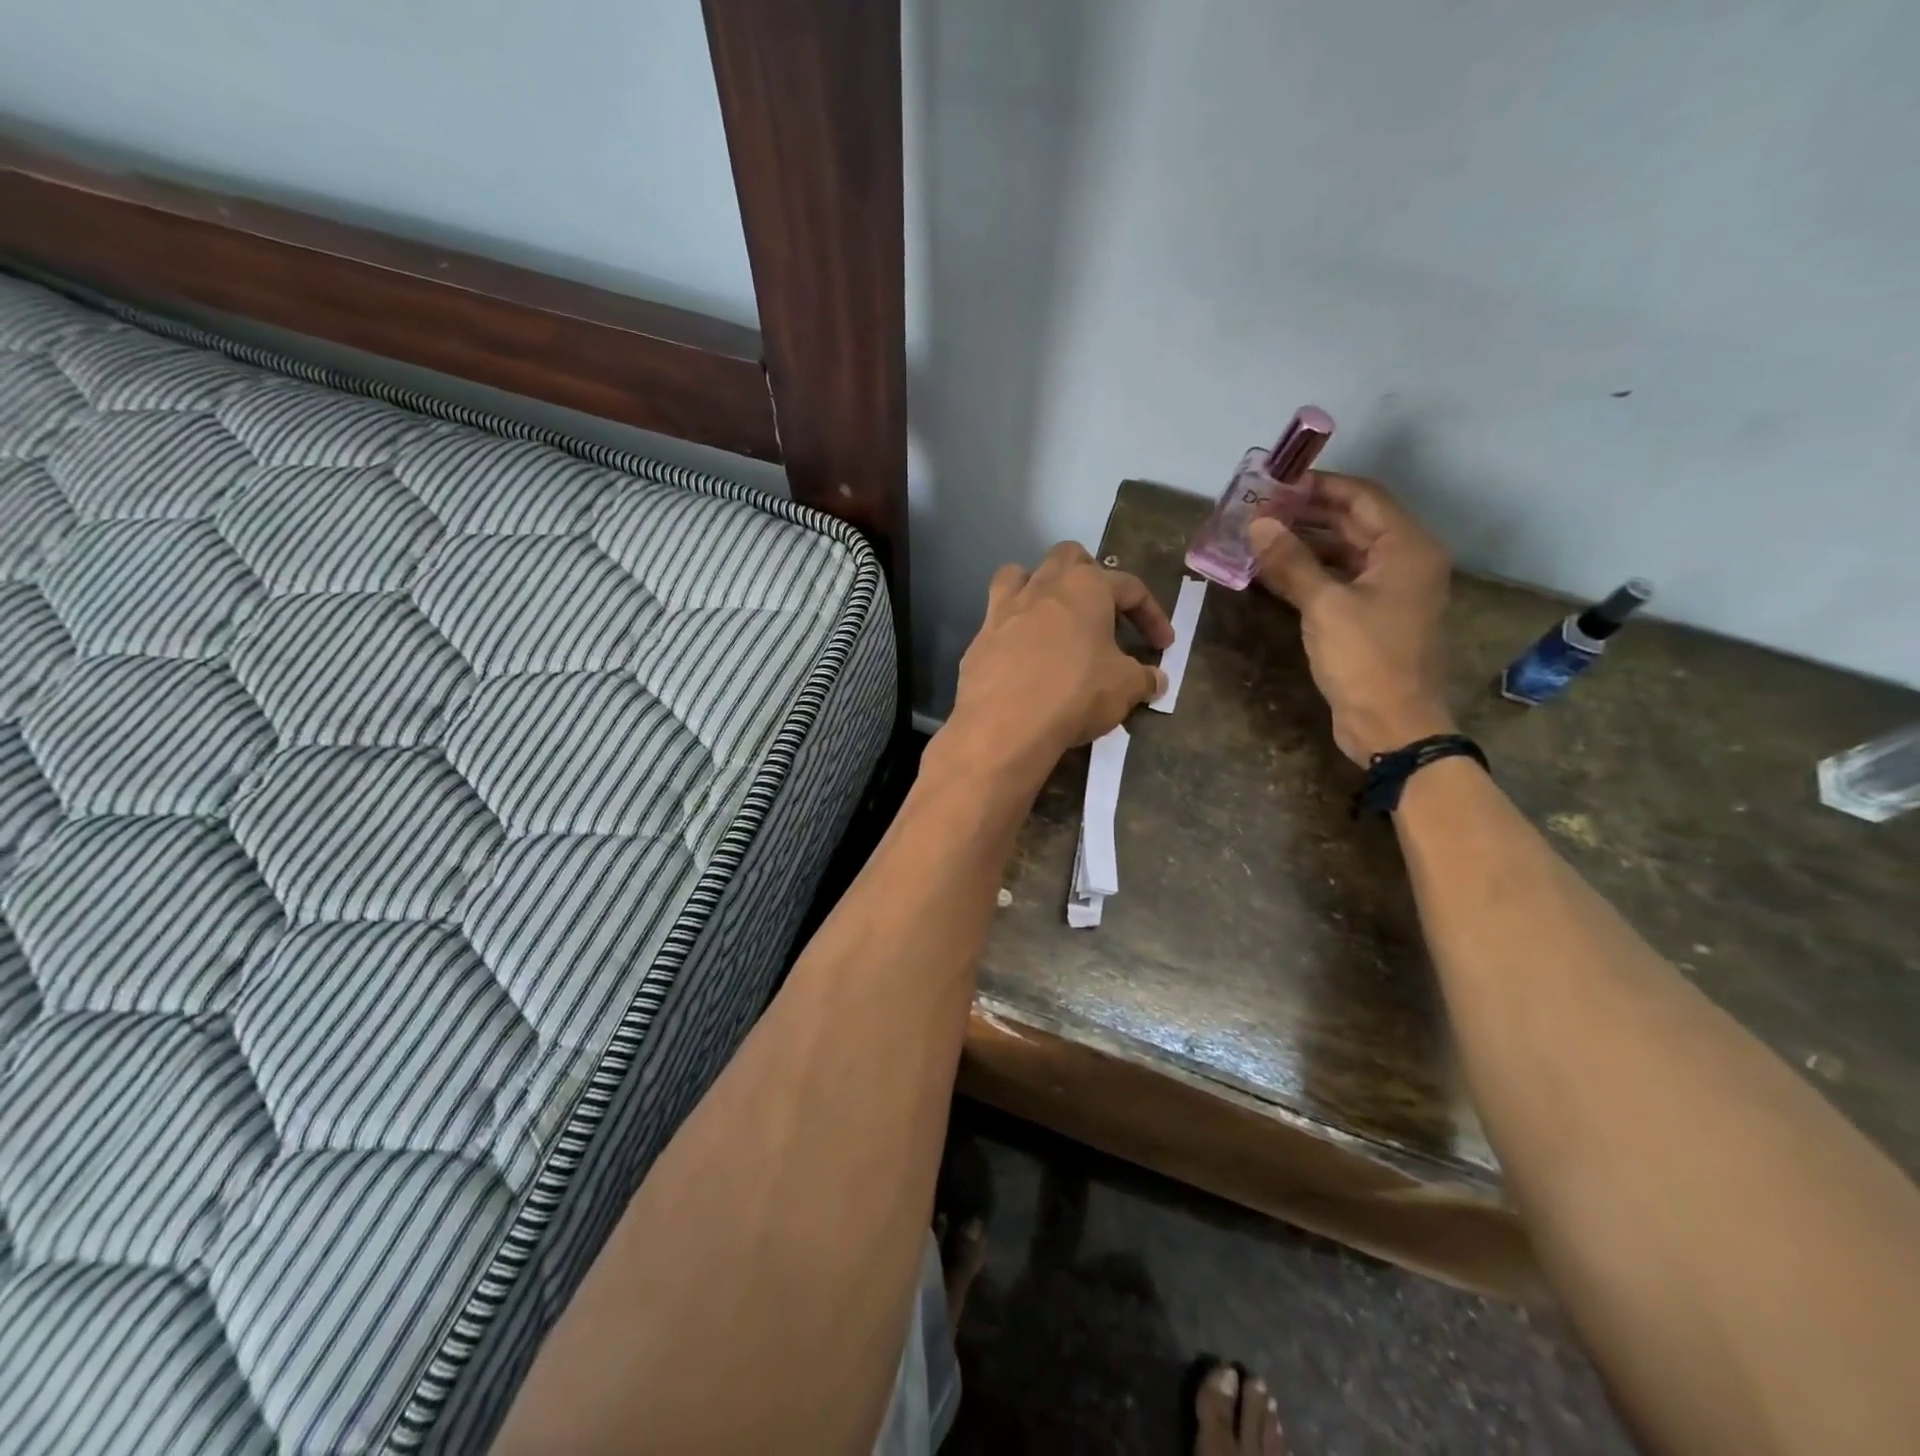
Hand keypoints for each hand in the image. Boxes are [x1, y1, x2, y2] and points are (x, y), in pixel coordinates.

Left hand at [942, 542, 1172, 785]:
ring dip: (1040, 587)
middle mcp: (1043, 586)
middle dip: (1090, 576)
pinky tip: (1023, 656)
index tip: (1163, 645)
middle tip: (1102, 611)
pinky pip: (997, 618)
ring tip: (1053, 617)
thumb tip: (1156, 679)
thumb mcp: (1124, 688)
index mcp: (1086, 587)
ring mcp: (1005, 608)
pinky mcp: (979, 637)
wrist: (1003, 724)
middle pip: (1069, 558)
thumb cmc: (1075, 694)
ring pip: (1021, 574)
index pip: (1130, 587)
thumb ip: (1144, 678)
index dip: (1152, 615)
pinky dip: (1013, 628)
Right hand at [1248, 473, 1454, 765]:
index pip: (1362, 497)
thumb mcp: (1324, 606)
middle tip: (1260, 510)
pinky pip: (1339, 582)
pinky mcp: (1372, 617)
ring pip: (1344, 553)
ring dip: (1304, 545)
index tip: (1276, 483)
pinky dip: (1309, 574)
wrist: (1392, 724)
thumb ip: (1291, 561)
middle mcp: (1404, 561)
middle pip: (1354, 522)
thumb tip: (1259, 523)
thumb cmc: (1365, 659)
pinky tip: (1273, 574)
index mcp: (1407, 548)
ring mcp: (1389, 591)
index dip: (1319, 486)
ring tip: (1259, 539)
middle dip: (1307, 514)